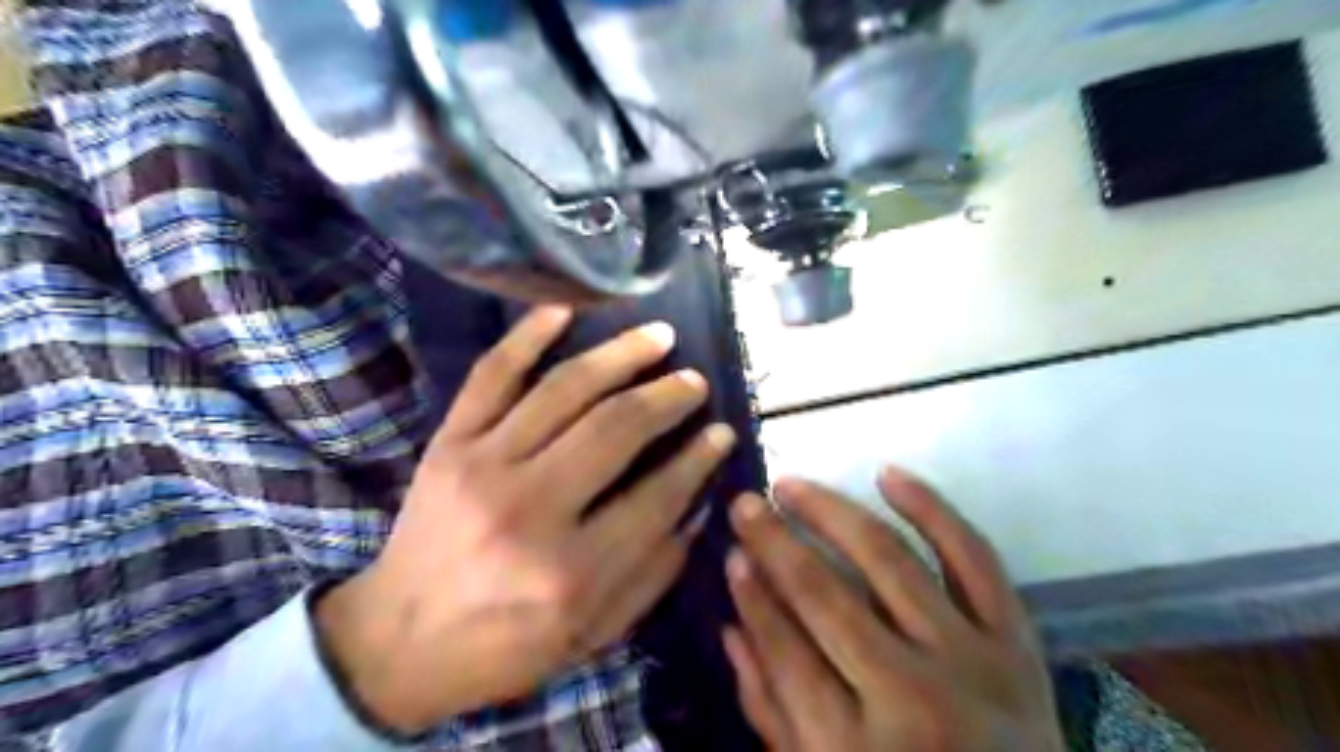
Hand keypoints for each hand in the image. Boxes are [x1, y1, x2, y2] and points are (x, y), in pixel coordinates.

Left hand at [316, 304, 731, 734]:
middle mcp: (530, 508)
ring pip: (566, 389)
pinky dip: (527, 336)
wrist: (397, 643)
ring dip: (621, 355)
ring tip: (659, 337)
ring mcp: (483, 465)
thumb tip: (697, 504)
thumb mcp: (594, 633)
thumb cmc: (504, 646)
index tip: (722, 432)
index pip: (658, 495)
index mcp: (571, 571)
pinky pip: (492, 375)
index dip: (699, 458)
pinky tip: (564, 310)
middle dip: (668, 397)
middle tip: (695, 381)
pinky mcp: (449, 443)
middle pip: (616, 428)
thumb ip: (653, 572)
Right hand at [728, 469, 1062, 751]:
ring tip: (791, 485)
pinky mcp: (1016, 639)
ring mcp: (971, 661)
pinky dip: (931, 508)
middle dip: (775, 542)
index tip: (731, 551)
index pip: (784, 649)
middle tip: (745, 503)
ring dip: (832, 512)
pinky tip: (887, 474)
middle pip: (826, 596)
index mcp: (854, 750)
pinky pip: (974, 557)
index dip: (752, 595)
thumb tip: (731, 626)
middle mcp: (911, 697)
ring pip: (889, 561)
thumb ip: (771, 710)